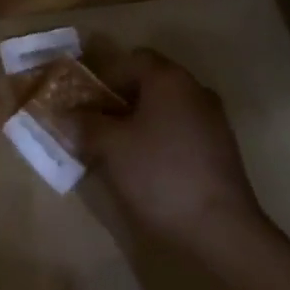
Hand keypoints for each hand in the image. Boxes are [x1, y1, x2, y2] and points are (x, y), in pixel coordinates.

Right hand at [83, 47, 262, 249]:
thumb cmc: (159, 174)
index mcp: (169, 79)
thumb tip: (68, 113)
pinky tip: (146, 165)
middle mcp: (195, 90)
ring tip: (117, 147)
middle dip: (120, 98)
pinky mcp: (221, 150)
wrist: (221, 230)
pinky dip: (161, 138)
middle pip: (150, 82)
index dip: (104, 76)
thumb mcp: (110, 146)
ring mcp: (213, 120)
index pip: (131, 59)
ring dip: (140, 120)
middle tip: (96, 123)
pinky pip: (182, 129)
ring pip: (166, 107)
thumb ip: (85, 123)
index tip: (84, 101)